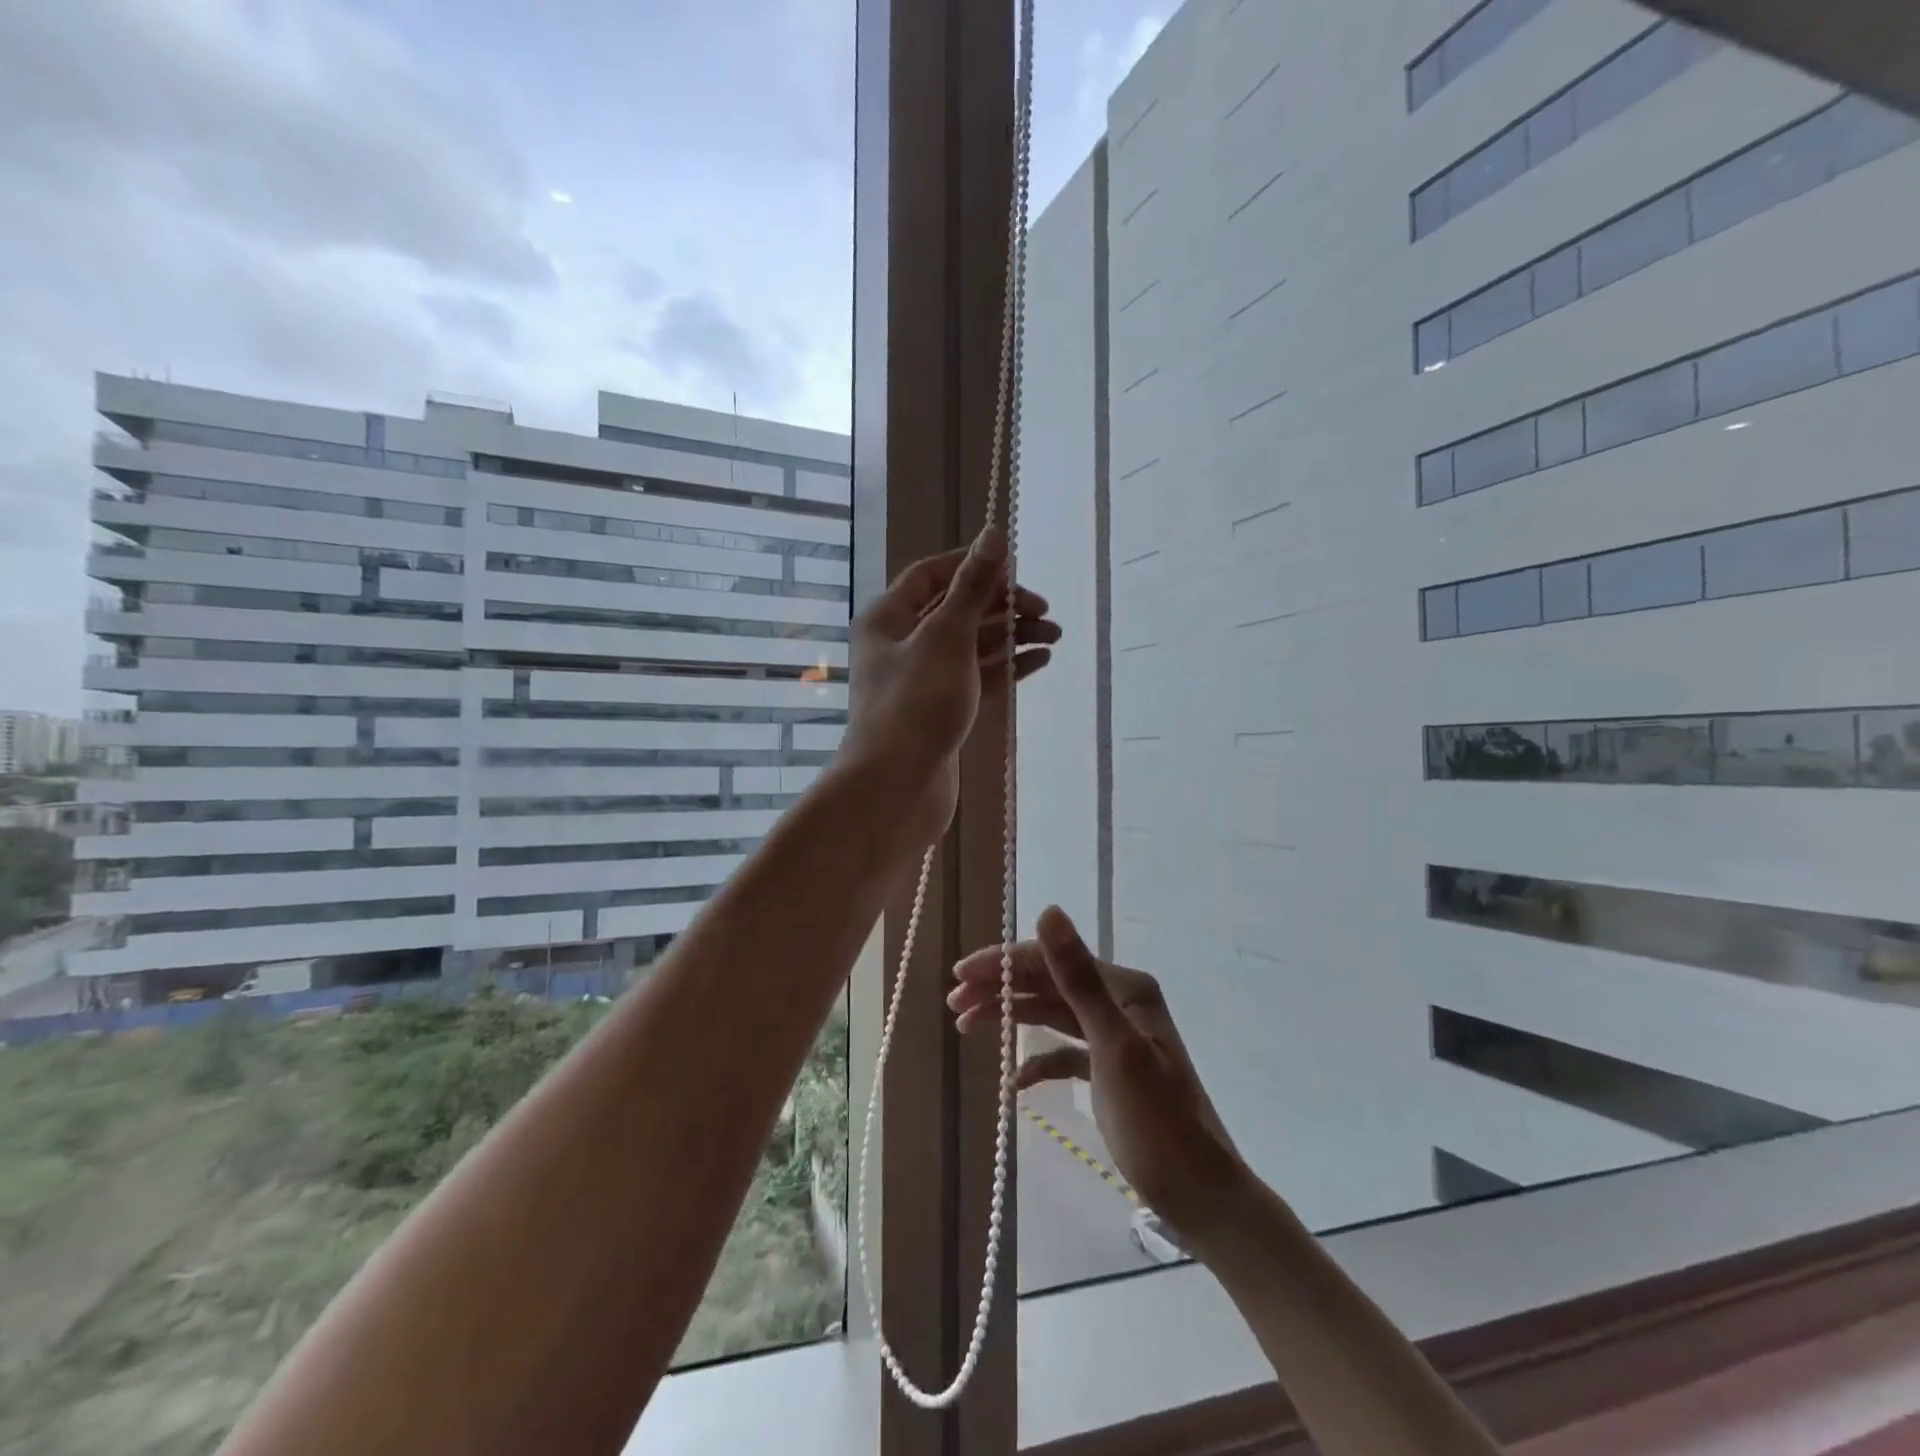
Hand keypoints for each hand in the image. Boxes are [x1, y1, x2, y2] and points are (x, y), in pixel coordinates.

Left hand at [841, 527, 1057, 848]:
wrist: (896, 788)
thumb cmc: (916, 703)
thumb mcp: (947, 636)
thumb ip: (973, 586)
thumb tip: (994, 534)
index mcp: (888, 617)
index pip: (932, 575)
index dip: (973, 565)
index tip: (1016, 569)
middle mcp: (901, 644)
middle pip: (956, 610)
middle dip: (1001, 606)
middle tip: (1045, 612)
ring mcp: (922, 681)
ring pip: (971, 647)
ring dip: (1011, 637)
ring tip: (1055, 637)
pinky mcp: (941, 712)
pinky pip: (977, 679)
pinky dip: (1006, 668)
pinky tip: (1040, 660)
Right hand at [949, 906, 1246, 1242]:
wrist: (1201, 1197)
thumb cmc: (1158, 1123)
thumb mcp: (1114, 1047)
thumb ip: (1078, 979)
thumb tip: (1048, 911)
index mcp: (1124, 988)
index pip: (1051, 960)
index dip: (1003, 964)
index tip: (959, 977)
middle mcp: (1118, 1003)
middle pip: (1048, 984)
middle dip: (1001, 989)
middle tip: (955, 1004)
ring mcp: (1113, 1037)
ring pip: (1051, 1014)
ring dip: (1011, 1018)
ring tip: (966, 1025)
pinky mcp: (1109, 1071)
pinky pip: (1063, 1052)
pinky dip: (1038, 1061)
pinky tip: (1015, 1082)